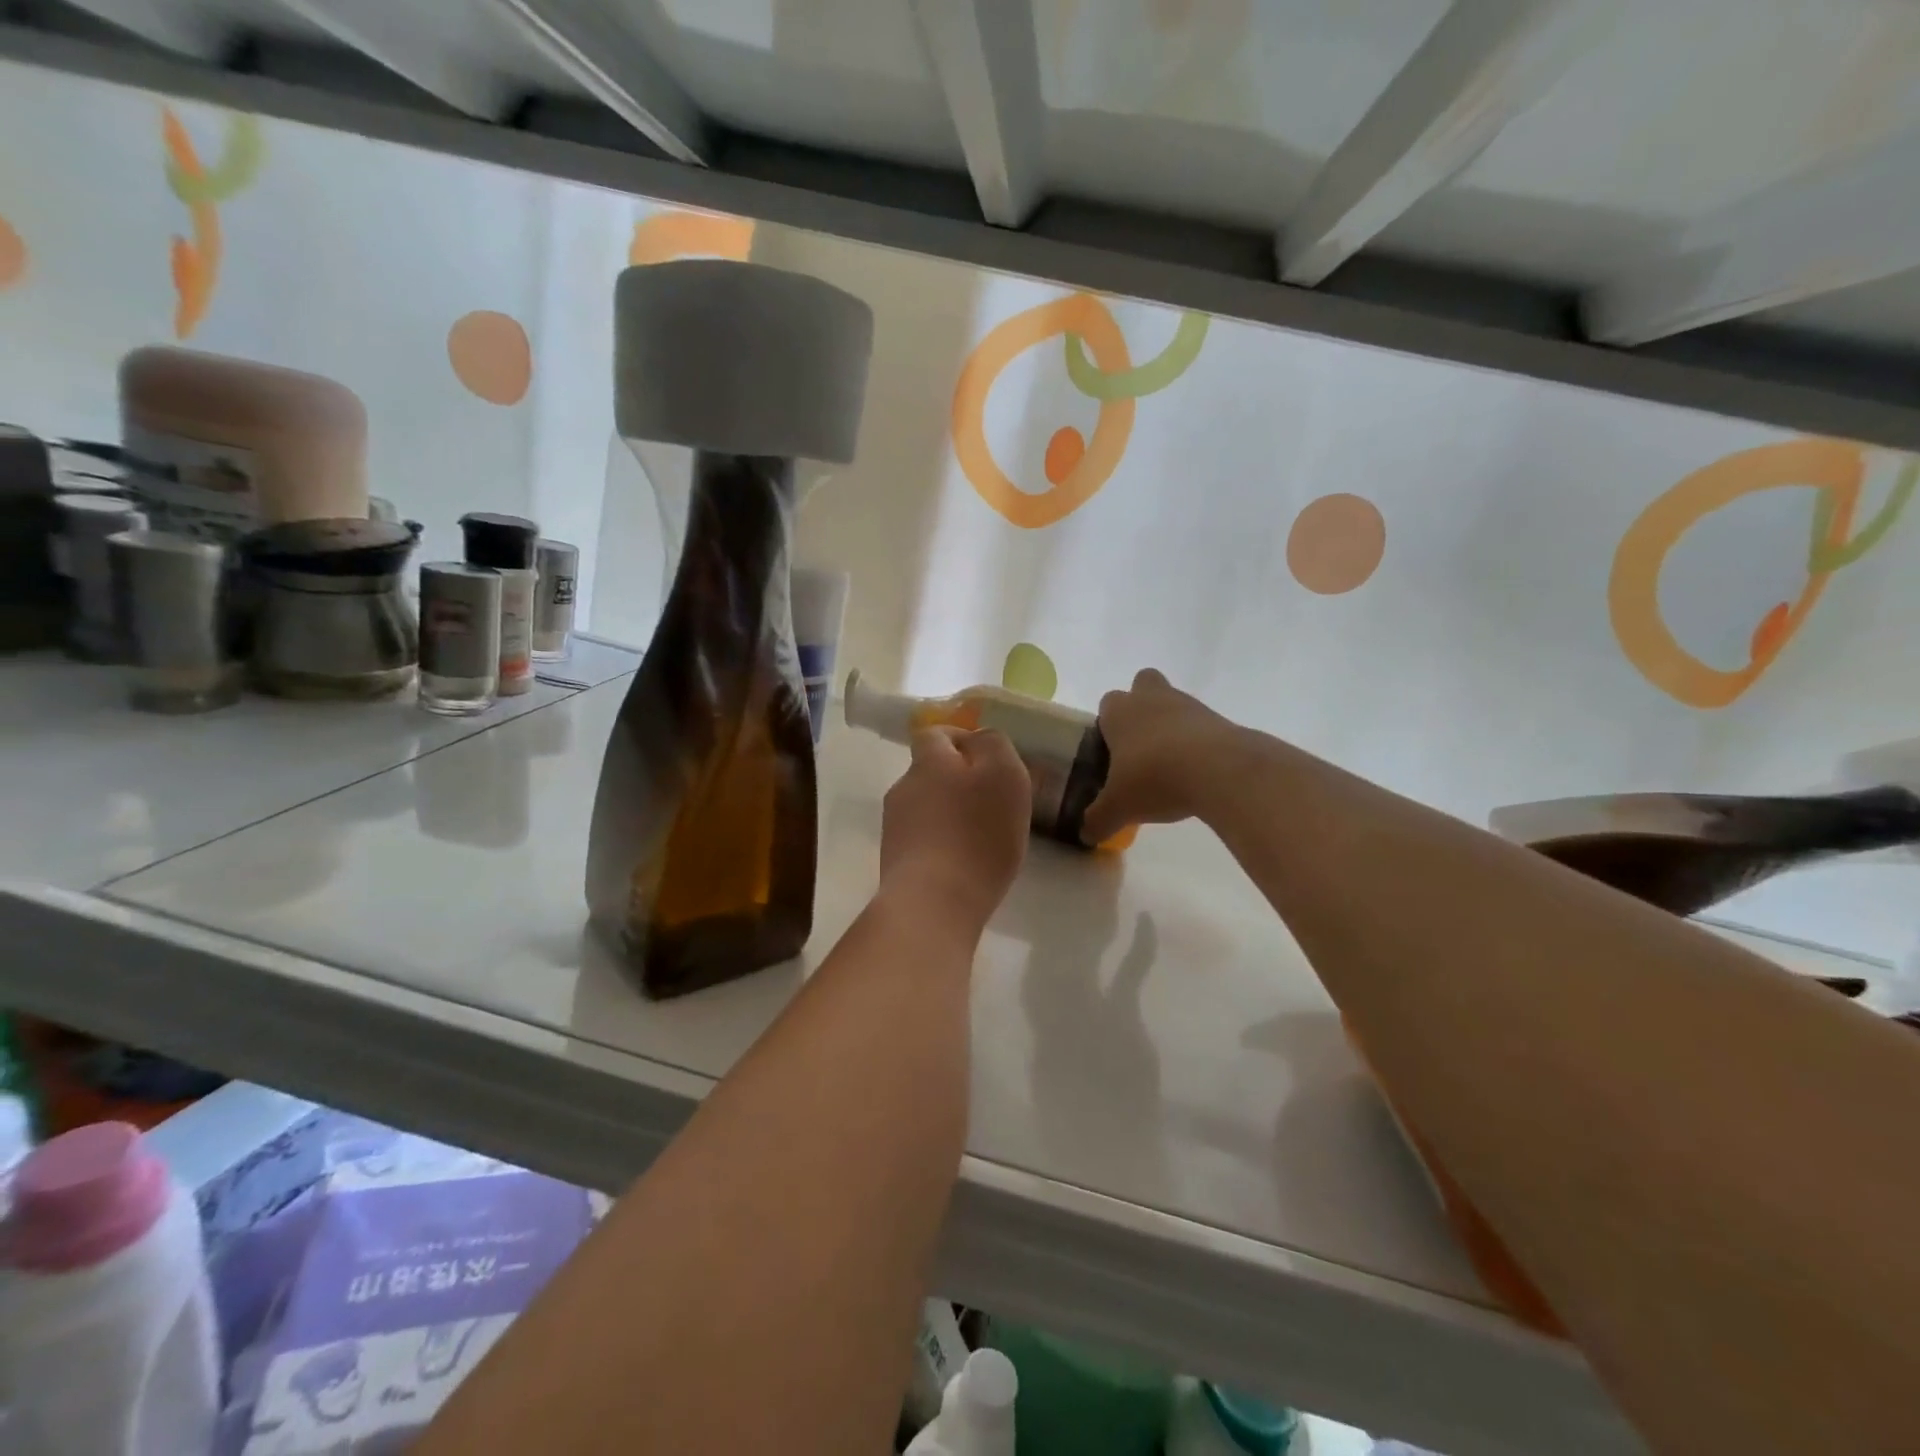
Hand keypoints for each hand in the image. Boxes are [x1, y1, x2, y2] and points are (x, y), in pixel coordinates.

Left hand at [880, 726, 1030, 933]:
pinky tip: (963, 864)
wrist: (933, 902)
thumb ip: (993, 746)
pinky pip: (923, 839)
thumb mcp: (1004, 775)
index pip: (935, 734)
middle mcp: (904, 787)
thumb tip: (977, 739)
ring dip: (950, 814)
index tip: (987, 760)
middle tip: (992, 802)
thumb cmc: (977, 833)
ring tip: (980, 838)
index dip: (959, 740)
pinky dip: (942, 843)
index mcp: (929, 761)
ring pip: (926, 806)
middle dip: (957, 781)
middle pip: (930, 772)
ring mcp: (894, 825)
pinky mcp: (894, 860)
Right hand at [1081, 669, 1245, 843]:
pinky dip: (1198, 743)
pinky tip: (1196, 774)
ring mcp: (1189, 705)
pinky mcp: (1220, 719)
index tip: (1111, 753)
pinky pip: (1202, 725)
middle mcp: (1151, 698)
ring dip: (1171, 726)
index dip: (1108, 725)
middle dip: (1141, 707)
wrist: (1220, 770)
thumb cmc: (1154, 777)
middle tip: (1140, 745)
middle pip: (1143, 685)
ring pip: (1174, 704)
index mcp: (1119, 711)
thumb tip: (1085, 835)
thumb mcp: (1118, 807)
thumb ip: (1098, 820)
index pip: (1107, 704)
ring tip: (1171, 766)